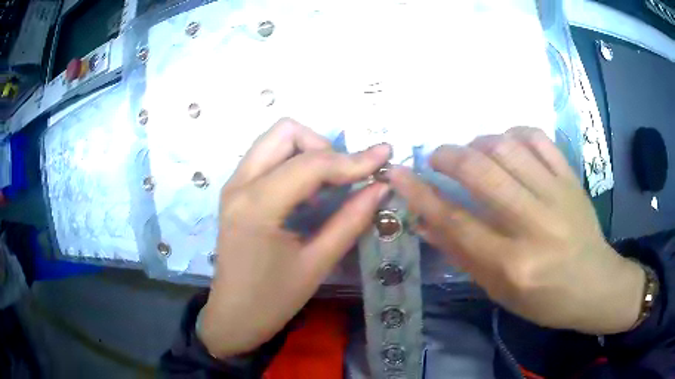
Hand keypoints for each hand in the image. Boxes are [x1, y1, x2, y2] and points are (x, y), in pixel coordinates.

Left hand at [199, 118, 390, 356]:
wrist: (233, 316)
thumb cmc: (273, 300)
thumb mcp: (317, 263)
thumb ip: (351, 220)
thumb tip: (381, 186)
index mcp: (257, 205)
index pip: (312, 164)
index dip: (353, 159)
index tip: (384, 157)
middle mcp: (240, 183)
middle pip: (286, 131)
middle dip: (323, 147)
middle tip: (343, 178)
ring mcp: (233, 184)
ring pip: (275, 140)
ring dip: (307, 152)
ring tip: (327, 187)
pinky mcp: (235, 192)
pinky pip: (267, 157)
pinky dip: (293, 163)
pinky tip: (307, 194)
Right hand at [390, 127, 643, 334]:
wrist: (595, 285)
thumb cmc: (545, 299)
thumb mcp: (500, 291)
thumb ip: (463, 256)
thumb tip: (425, 224)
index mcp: (513, 264)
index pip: (456, 222)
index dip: (420, 195)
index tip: (397, 173)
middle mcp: (534, 225)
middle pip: (481, 173)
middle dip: (448, 157)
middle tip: (436, 157)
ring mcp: (557, 195)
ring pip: (507, 147)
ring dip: (478, 142)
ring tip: (472, 152)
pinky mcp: (571, 178)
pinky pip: (538, 138)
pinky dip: (514, 132)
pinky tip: (506, 142)